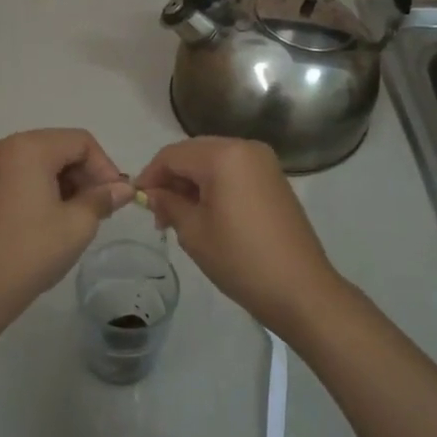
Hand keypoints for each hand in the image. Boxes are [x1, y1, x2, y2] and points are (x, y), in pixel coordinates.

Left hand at [0, 129, 133, 335]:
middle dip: (87, 175)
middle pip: (62, 147)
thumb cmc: (30, 252)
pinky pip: (28, 175)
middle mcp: (8, 147)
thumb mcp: (77, 225)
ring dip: (70, 183)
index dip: (105, 167)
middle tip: (103, 210)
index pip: (81, 141)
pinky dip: (49, 189)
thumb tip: (124, 188)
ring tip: (83, 217)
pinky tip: (59, 219)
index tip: (116, 199)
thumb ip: (103, 199)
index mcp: (29, 148)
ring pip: (46, 162)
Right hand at [135, 137, 342, 335]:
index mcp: (224, 155)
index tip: (136, 200)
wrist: (300, 289)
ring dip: (192, 182)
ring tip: (180, 218)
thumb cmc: (240, 259)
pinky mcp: (274, 179)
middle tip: (158, 213)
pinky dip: (214, 185)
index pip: (172, 154)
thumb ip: (168, 204)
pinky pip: (234, 171)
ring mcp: (264, 162)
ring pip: (214, 161)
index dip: (150, 175)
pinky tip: (206, 214)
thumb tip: (153, 194)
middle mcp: (246, 148)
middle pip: (194, 153)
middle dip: (172, 178)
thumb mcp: (193, 232)